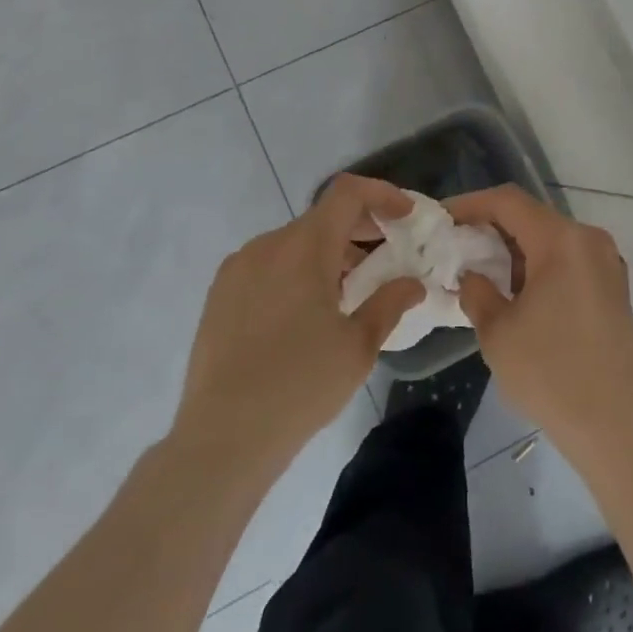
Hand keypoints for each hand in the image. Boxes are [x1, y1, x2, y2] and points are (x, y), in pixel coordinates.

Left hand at [172, 175, 424, 480]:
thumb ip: (390, 303)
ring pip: (294, 242)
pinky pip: (269, 265)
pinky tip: (308, 312)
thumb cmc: (300, 385)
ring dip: (329, 252)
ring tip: (351, 290)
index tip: (407, 217)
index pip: (348, 193)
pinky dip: (298, 270)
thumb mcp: (359, 346)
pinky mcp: (219, 295)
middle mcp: (267, 245)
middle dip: (360, 228)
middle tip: (388, 255)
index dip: (382, 194)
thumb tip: (412, 283)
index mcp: (304, 247)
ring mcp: (238, 269)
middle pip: (322, 217)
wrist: (222, 438)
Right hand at [448, 185, 632, 460]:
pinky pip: (569, 258)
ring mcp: (607, 262)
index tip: (442, 218)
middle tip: (457, 245)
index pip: (508, 202)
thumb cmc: (550, 374)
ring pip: (551, 237)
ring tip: (482, 269)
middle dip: (492, 227)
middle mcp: (589, 240)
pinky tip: (518, 290)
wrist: (614, 424)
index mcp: (562, 241)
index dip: (471, 204)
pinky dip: (540, 263)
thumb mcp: (497, 332)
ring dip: (516, 247)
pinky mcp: (614, 285)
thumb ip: (477, 291)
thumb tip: (472, 275)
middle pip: (532, 216)